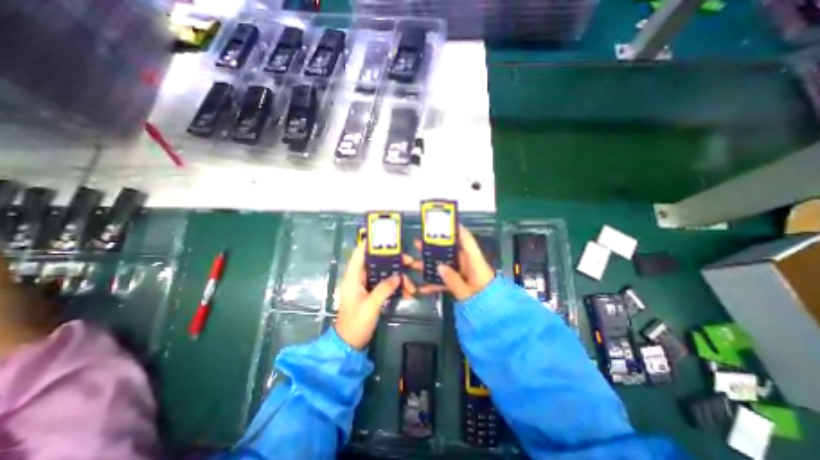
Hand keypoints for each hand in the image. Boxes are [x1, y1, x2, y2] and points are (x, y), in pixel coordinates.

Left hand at [337, 244, 418, 348]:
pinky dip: (395, 287)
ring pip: (383, 274)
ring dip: (397, 278)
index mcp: (353, 278)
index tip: (383, 237)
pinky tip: (407, 293)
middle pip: (376, 262)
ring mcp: (365, 286)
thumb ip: (384, 289)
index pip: (359, 254)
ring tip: (412, 287)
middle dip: (392, 262)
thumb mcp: (371, 305)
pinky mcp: (371, 293)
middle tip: (408, 261)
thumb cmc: (356, 323)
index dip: (368, 243)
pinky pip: (385, 285)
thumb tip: (398, 276)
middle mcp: (358, 278)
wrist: (349, 343)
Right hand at [409, 225, 491, 300]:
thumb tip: (439, 267)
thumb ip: (452, 279)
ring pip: (445, 266)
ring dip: (431, 265)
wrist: (494, 318)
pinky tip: (423, 288)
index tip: (445, 222)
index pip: (467, 241)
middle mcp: (469, 265)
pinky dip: (436, 283)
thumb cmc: (484, 302)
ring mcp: (464, 275)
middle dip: (434, 248)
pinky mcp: (461, 284)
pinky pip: (447, 280)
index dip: (457, 230)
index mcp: (474, 262)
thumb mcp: (467, 292)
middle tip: (419, 242)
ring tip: (414, 261)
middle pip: (450, 252)